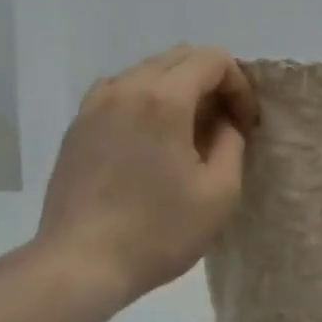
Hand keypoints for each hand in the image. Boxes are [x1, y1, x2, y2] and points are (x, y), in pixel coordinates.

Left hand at [38, 45, 260, 303]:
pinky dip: (143, 100)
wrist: (79, 264)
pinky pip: (119, 91)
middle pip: (180, 57)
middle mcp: (126, 87)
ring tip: (185, 131)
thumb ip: (232, 143)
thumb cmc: (158, 231)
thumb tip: (224, 122)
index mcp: (164, 98)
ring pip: (147, 71)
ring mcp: (95, 104)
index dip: (239, 84)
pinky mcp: (77, 125)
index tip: (244, 123)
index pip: (213, 59)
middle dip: (211, 81)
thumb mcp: (220, 193)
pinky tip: (147, 139)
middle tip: (223, 123)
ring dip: (176, 88)